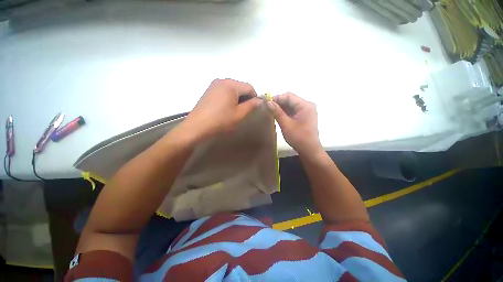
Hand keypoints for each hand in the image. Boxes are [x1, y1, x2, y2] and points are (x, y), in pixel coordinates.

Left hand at [181, 79, 261, 141]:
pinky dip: (229, 98)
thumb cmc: (221, 121)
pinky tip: (225, 108)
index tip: (254, 108)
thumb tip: (259, 100)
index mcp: (231, 84)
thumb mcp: (239, 114)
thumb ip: (251, 105)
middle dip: (245, 97)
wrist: (197, 127)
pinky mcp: (209, 91)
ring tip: (234, 111)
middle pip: (240, 86)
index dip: (255, 97)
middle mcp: (222, 80)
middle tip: (244, 111)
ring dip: (237, 98)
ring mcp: (214, 85)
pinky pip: (224, 91)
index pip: (249, 87)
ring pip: (232, 89)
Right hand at [267, 92, 321, 154]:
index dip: (276, 98)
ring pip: (290, 105)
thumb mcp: (286, 124)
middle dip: (278, 103)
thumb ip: (277, 112)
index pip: (289, 96)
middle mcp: (307, 106)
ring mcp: (305, 111)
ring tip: (269, 111)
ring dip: (280, 108)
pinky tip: (276, 115)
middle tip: (266, 107)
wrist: (309, 150)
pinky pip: (292, 111)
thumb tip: (268, 102)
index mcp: (305, 105)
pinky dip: (284, 112)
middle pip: (290, 100)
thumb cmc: (299, 137)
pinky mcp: (303, 117)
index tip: (266, 102)